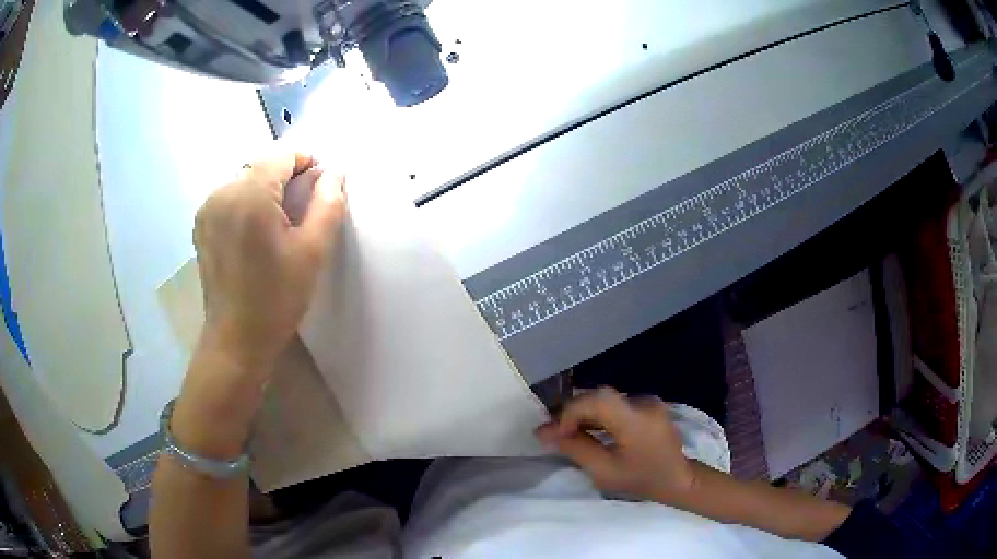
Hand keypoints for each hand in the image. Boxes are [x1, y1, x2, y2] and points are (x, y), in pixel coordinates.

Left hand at [193, 153, 346, 371]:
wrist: (236, 339)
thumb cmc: (277, 298)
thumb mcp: (312, 252)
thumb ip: (328, 204)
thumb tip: (335, 172)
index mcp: (250, 195)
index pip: (282, 155)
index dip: (305, 162)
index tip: (321, 185)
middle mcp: (222, 192)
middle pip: (261, 166)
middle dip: (285, 177)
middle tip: (301, 210)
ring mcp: (207, 208)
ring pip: (244, 180)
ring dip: (265, 189)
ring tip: (277, 224)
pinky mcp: (201, 224)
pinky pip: (229, 197)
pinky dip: (246, 203)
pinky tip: (254, 233)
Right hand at [536, 387, 696, 504]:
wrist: (677, 479)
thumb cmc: (641, 480)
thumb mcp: (604, 472)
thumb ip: (575, 449)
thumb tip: (543, 432)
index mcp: (636, 420)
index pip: (598, 400)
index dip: (571, 412)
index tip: (556, 434)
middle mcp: (644, 402)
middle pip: (600, 396)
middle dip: (574, 413)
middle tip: (556, 433)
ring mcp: (648, 401)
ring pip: (606, 399)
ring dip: (585, 413)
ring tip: (571, 433)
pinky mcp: (649, 404)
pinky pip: (616, 403)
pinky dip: (599, 414)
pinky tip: (591, 430)